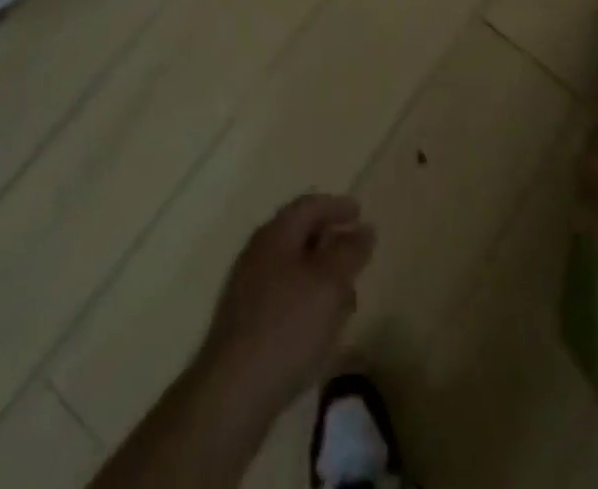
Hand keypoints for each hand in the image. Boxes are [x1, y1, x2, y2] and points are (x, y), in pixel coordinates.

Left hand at [194, 195, 375, 427]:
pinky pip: (283, 297)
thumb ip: (350, 252)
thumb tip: (364, 229)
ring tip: (345, 296)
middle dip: (330, 242)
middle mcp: (258, 253)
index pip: (309, 205)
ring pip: (292, 269)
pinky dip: (306, 300)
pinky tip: (320, 326)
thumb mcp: (330, 284)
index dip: (337, 206)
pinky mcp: (245, 323)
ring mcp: (247, 289)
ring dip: (320, 276)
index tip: (360, 214)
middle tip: (356, 254)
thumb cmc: (287, 326)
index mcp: (276, 234)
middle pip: (299, 235)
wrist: (233, 392)